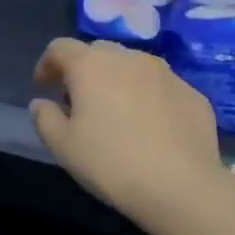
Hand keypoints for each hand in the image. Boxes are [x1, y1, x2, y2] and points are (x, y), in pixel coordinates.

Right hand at [29, 38, 220, 224]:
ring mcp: (166, 73)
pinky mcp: (193, 93)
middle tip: (79, 102)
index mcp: (92, 65)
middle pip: (99, 52)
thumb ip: (45, 118)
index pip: (60, 47)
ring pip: (133, 67)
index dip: (47, 64)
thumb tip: (41, 103)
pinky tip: (151, 129)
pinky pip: (161, 88)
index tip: (43, 87)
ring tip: (117, 114)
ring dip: (119, 82)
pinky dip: (149, 99)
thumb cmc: (111, 163)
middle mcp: (130, 58)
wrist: (181, 186)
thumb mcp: (63, 146)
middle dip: (84, 71)